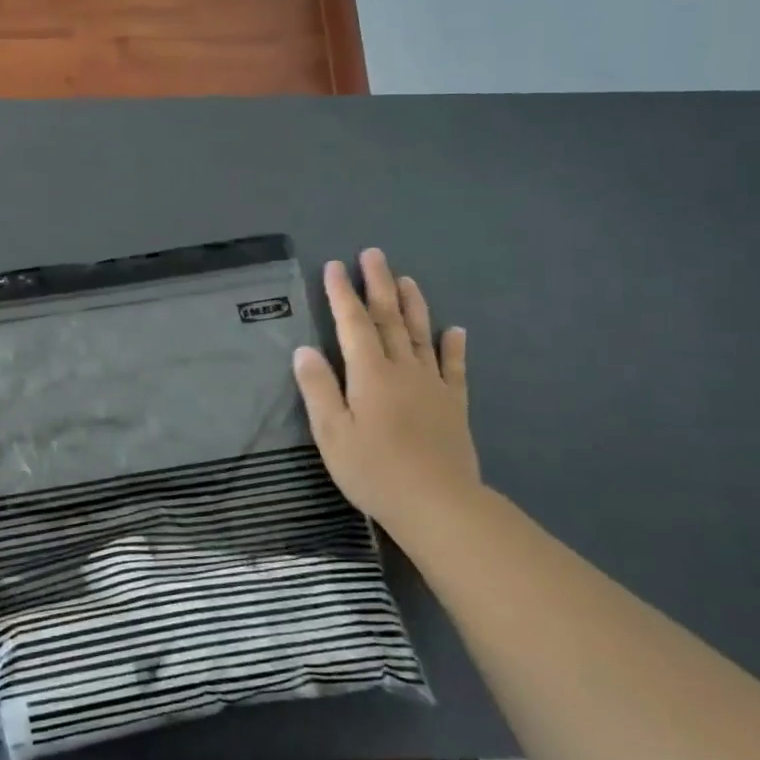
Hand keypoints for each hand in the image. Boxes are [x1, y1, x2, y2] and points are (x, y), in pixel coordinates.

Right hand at [293, 248, 479, 533]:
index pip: (353, 324)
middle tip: (373, 254)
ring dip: (413, 305)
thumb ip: (318, 388)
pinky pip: (454, 368)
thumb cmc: (374, 470)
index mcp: (369, 374)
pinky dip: (453, 346)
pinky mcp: (454, 405)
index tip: (335, 266)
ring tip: (407, 279)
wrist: (438, 504)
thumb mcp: (331, 433)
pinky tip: (455, 330)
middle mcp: (403, 370)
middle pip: (389, 319)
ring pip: (421, 336)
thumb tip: (304, 350)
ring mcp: (433, 386)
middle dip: (378, 285)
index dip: (342, 295)